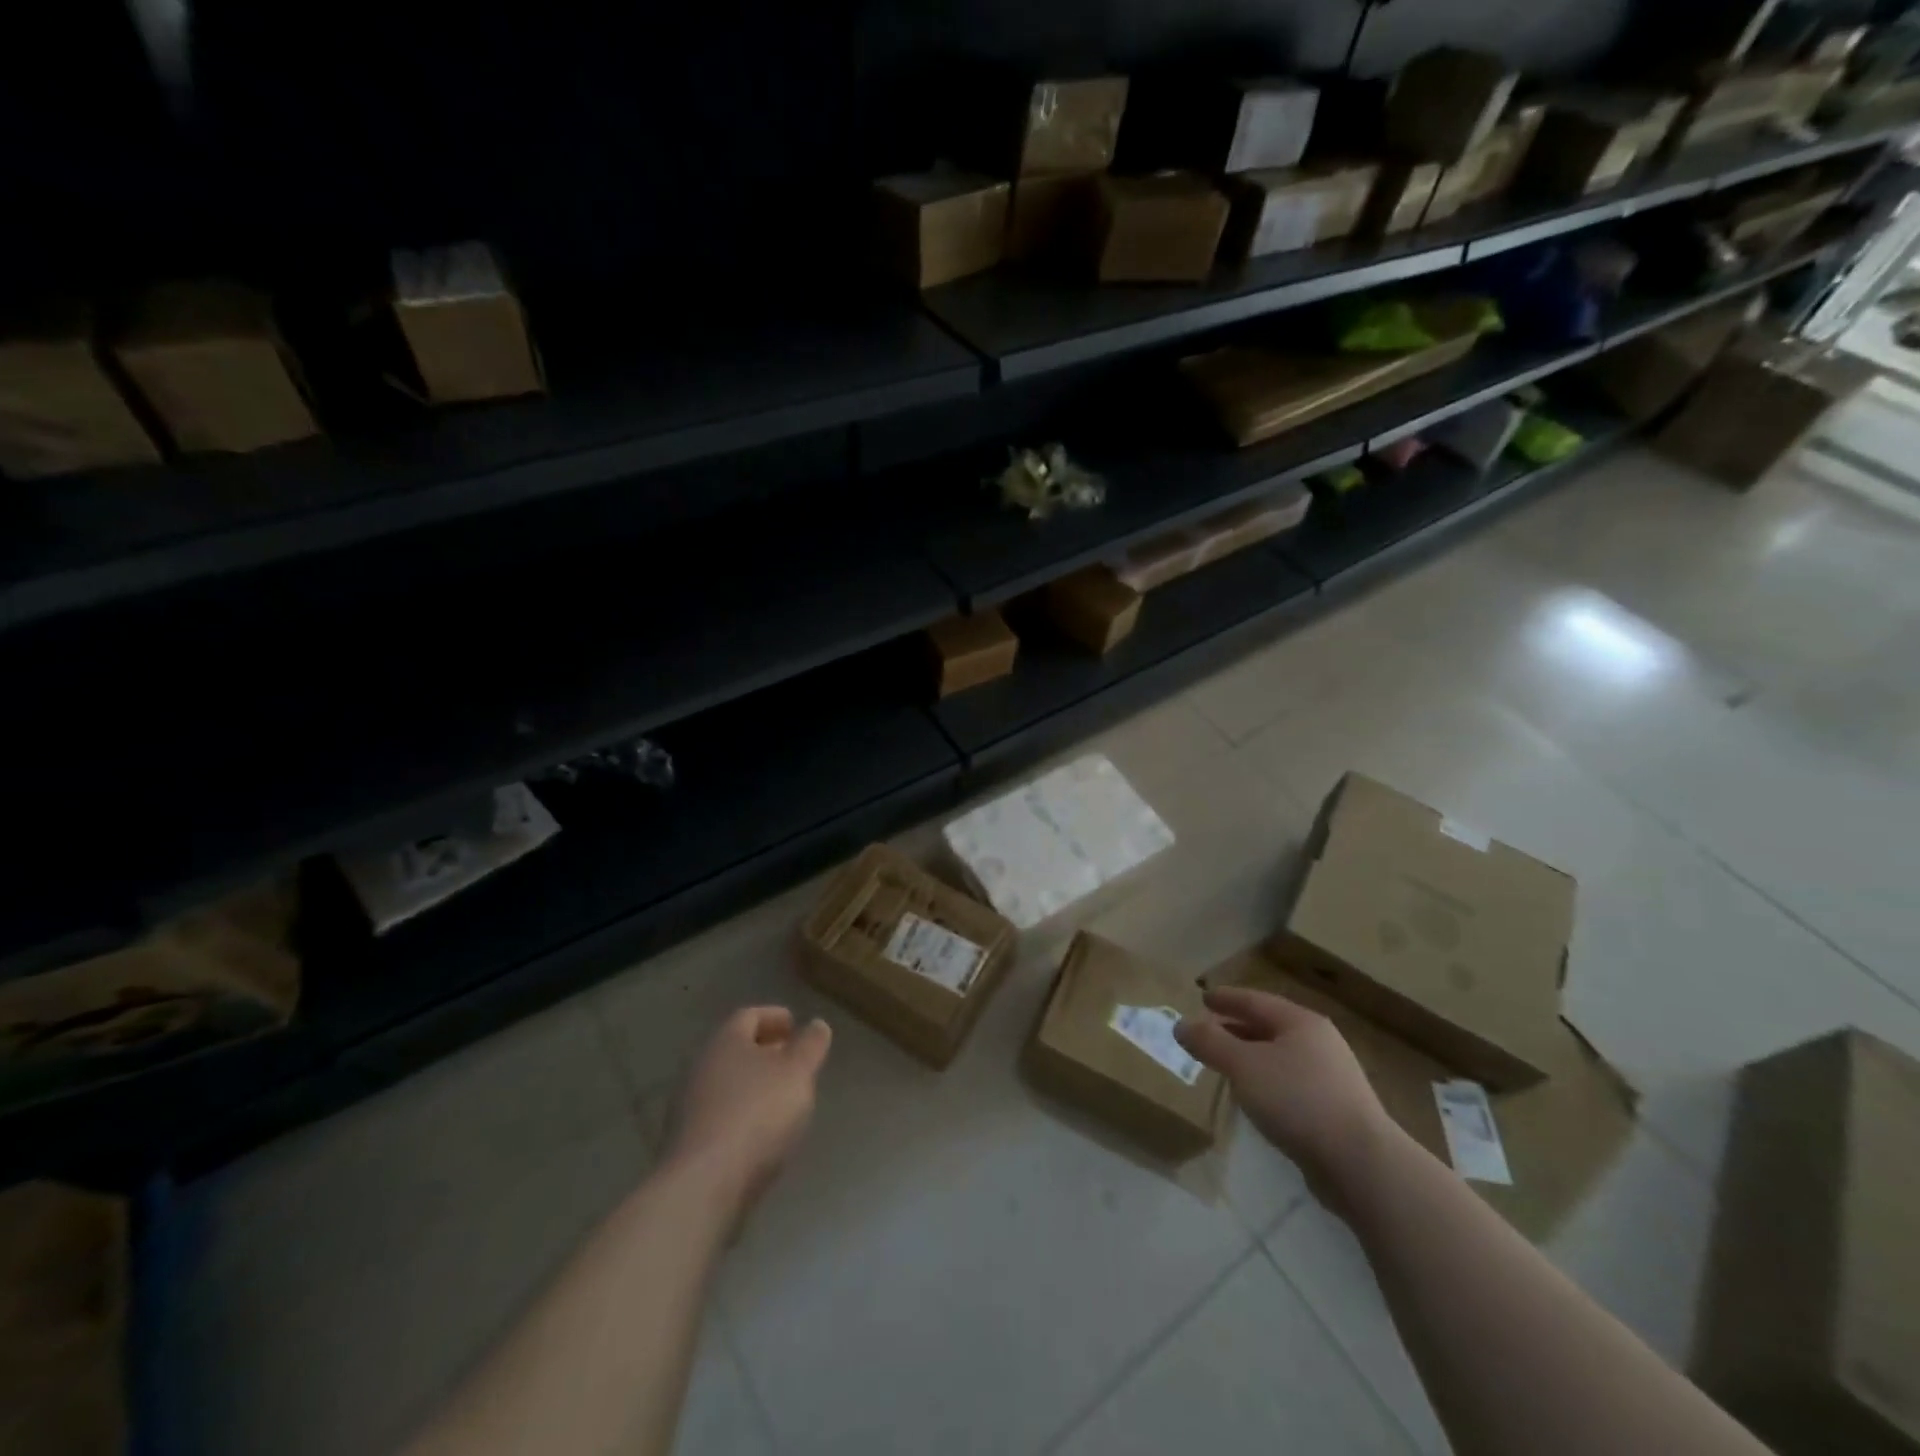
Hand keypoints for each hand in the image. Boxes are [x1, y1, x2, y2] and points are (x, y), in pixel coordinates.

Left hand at [667, 1006, 831, 1207]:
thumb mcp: (797, 1073)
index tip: (796, 1026)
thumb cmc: (757, 1114)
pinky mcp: (686, 1144)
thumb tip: (816, 1024)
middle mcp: (700, 1067)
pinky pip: (719, 1116)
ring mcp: (688, 1107)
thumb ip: (810, 1045)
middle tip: (793, 1061)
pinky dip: (741, 1115)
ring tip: (782, 1099)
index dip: (775, 1017)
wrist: (703, 1186)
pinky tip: (761, 1133)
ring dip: (753, 1085)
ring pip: (726, 1084)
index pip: (749, 1015)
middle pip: (735, 1050)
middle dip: (765, 1052)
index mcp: (725, 1041)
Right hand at [1176, 986, 1393, 1196]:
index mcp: (1300, 1022)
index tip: (1203, 997)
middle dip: (1238, 1027)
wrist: (1361, 1164)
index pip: (1255, 1000)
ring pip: (1281, 1056)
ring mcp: (1332, 1077)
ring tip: (1226, 1064)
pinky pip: (1291, 1083)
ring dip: (1252, 1056)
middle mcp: (1320, 1042)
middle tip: (1210, 1029)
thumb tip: (1181, 1025)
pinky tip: (1255, 1097)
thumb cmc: (1298, 1100)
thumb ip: (1210, 1043)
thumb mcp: (1244, 1066)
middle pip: (1270, 1026)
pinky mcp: (1336, 1110)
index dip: (1227, 998)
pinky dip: (1267, 1080)